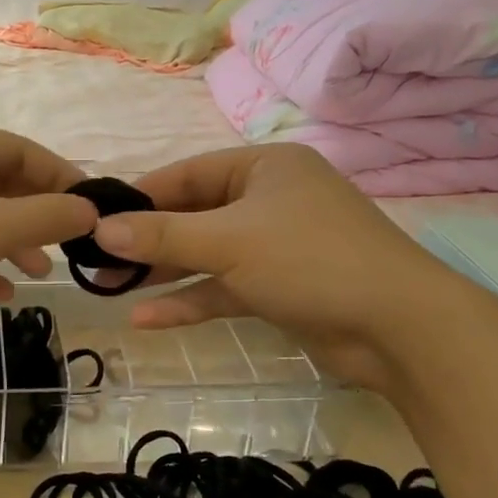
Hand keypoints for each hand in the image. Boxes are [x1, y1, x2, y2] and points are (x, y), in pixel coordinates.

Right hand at [90, 144, 463, 386]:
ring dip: (163, 272)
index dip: (140, 197)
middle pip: (194, 215)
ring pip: (207, 253)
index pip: (187, 174)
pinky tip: (147, 319)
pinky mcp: (280, 287)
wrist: (401, 329)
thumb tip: (100, 230)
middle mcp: (269, 199)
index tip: (96, 218)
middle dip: (147, 240)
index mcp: (264, 168)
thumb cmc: (310, 259)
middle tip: (96, 259)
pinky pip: (225, 287)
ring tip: (109, 288)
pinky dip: (191, 300)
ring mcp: (276, 245)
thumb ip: (163, 235)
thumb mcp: (228, 241)